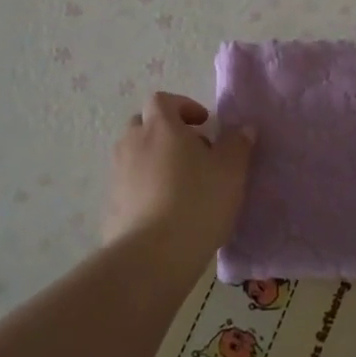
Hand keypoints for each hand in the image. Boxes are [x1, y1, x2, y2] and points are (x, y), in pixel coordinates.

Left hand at [106, 92, 254, 272]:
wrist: (152, 256)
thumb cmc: (197, 201)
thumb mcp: (231, 170)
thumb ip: (238, 144)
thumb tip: (244, 128)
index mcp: (160, 126)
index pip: (162, 100)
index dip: (183, 106)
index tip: (203, 123)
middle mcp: (132, 143)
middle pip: (144, 125)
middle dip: (166, 133)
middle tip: (193, 152)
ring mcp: (118, 174)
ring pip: (135, 155)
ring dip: (155, 161)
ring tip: (181, 185)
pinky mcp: (111, 205)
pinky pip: (130, 186)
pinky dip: (145, 189)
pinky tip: (166, 212)